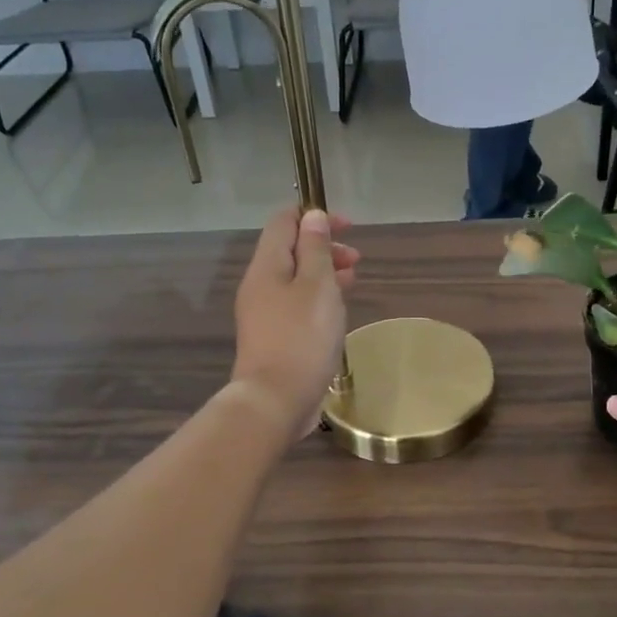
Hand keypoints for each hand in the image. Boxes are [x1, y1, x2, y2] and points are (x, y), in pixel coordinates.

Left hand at [229, 207, 361, 438]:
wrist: (275, 400)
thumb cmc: (301, 338)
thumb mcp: (317, 286)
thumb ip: (316, 249)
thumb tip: (312, 217)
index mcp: (267, 266)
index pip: (284, 222)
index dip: (315, 215)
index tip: (348, 226)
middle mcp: (260, 285)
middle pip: (291, 251)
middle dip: (325, 247)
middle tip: (356, 259)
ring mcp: (265, 313)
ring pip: (296, 279)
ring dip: (325, 273)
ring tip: (353, 281)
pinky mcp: (274, 337)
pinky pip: (297, 304)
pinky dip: (319, 298)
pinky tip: (337, 311)